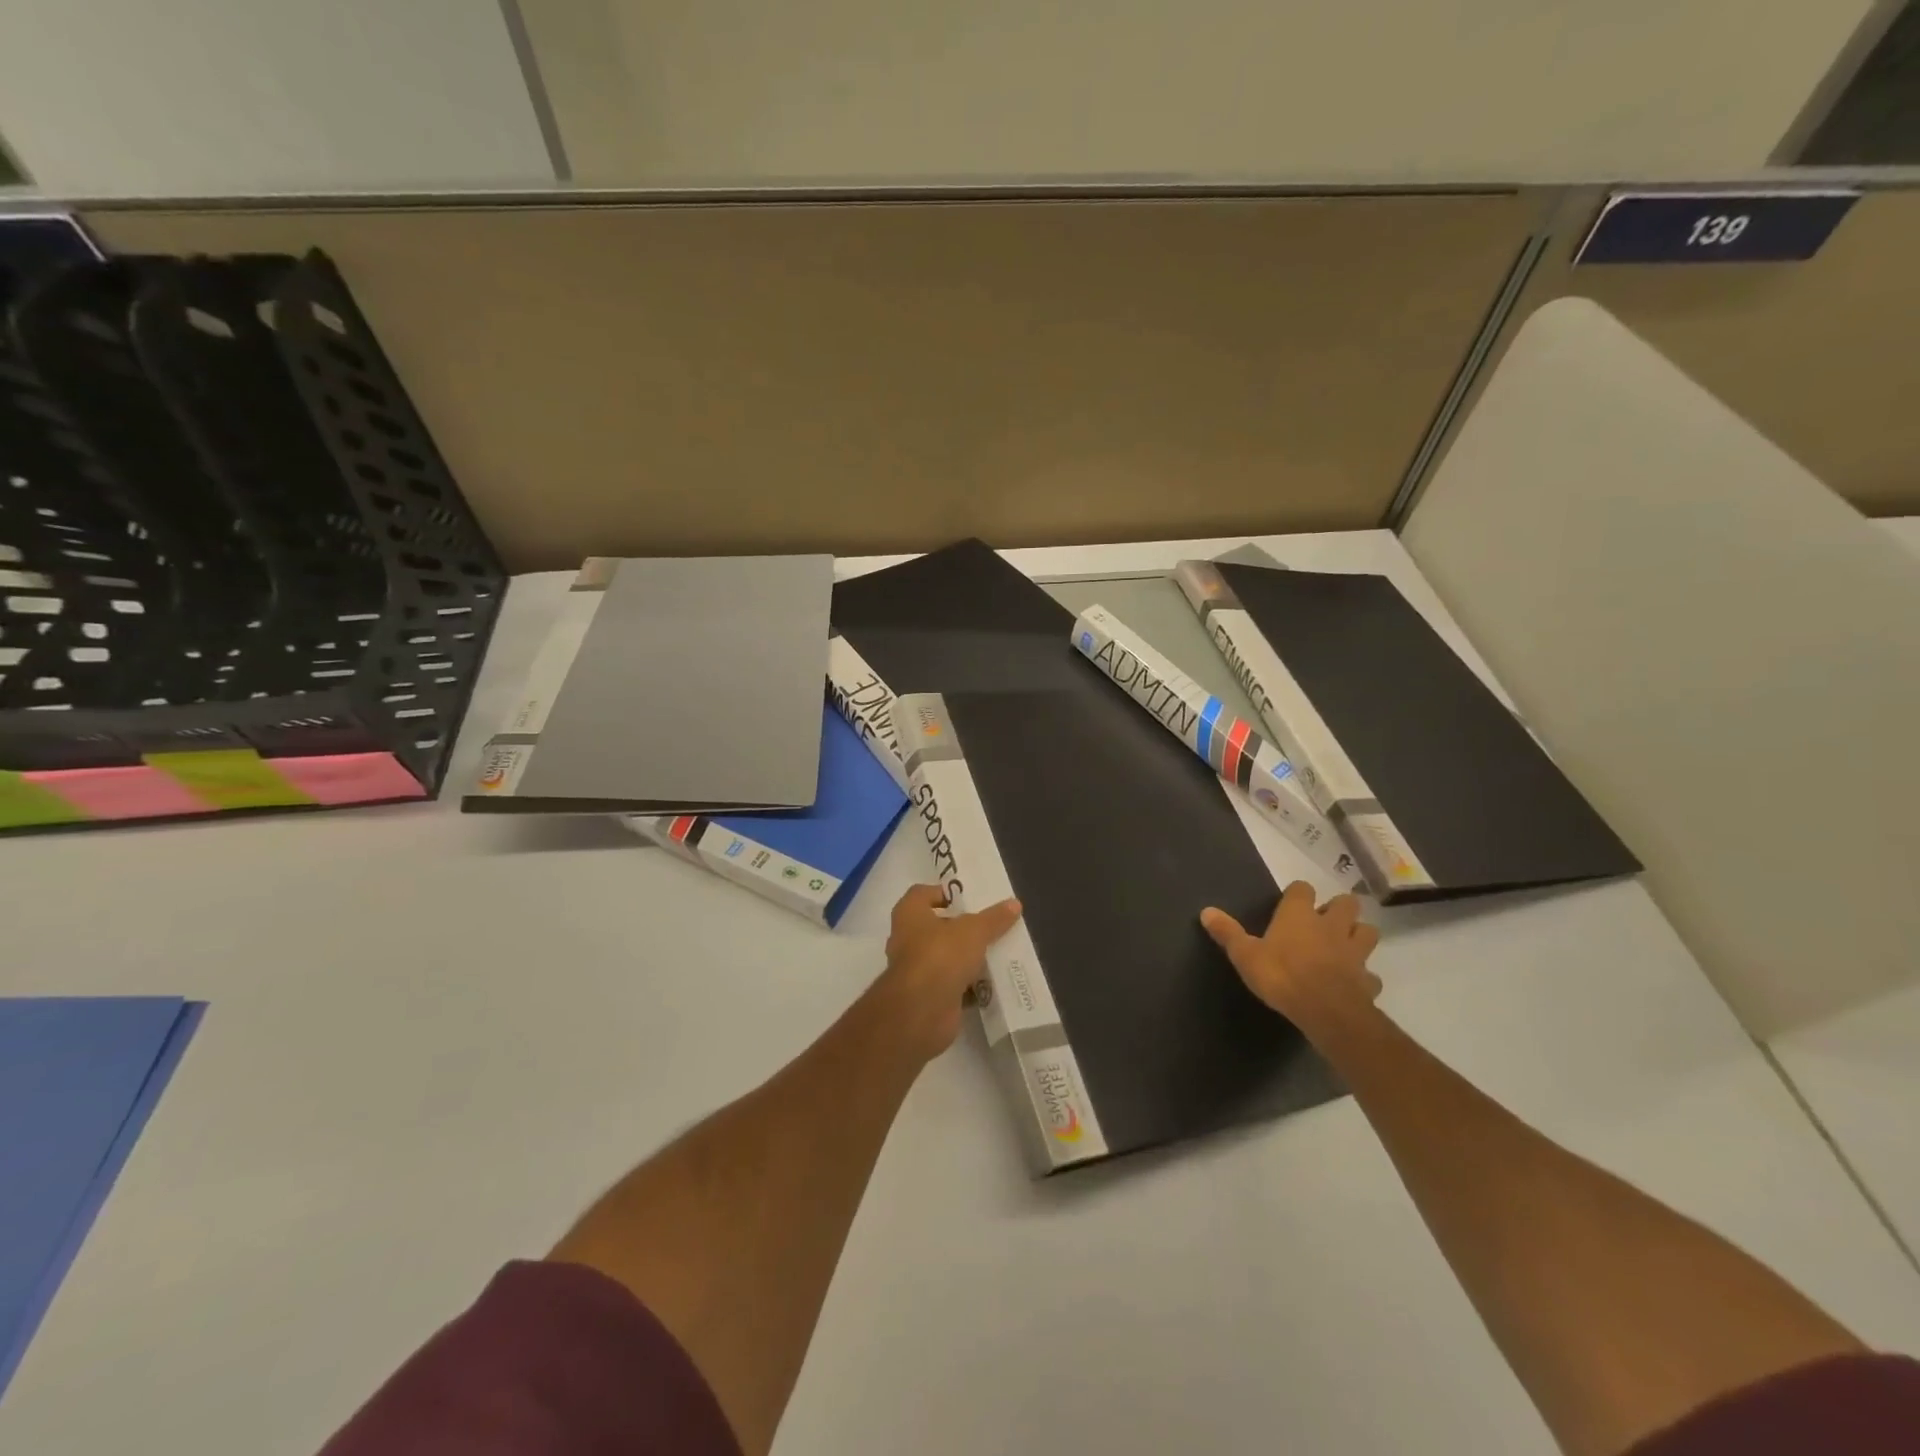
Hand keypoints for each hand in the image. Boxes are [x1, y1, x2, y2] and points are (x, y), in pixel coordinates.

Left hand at [873, 885, 1022, 1061]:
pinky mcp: (927, 996)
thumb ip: (994, 918)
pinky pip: (951, 984)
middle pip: (936, 927)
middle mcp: (906, 939)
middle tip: (989, 926)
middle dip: (961, 928)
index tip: (969, 899)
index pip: (922, 894)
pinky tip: (992, 982)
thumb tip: (1014, 903)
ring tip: (996, 952)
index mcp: (909, 914)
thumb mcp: (974, 931)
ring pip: (944, 957)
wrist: (922, 1011)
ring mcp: (915, 970)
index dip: (943, 893)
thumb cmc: (941, 955)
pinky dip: (968, 984)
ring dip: (966, 957)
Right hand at [1201, 881, 1381, 1041]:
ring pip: (1367, 932)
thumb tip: (1206, 910)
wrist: (1326, 1011)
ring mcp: (1354, 951)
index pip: (1302, 888)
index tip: (1290, 904)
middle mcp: (1331, 925)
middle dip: (1339, 909)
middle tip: (1324, 922)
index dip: (1297, 894)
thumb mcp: (1245, 955)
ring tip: (1344, 946)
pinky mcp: (1367, 979)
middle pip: (1346, 903)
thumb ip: (1228, 932)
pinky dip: (1364, 976)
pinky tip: (1353, 983)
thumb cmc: (1281, 975)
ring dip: (1358, 935)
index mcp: (1299, 914)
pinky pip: (1370, 974)